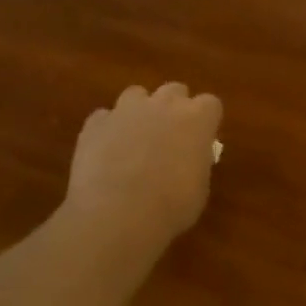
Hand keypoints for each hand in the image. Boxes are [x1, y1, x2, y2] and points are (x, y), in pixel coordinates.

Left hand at [56, 82, 222, 255]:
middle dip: (175, 108)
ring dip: (140, 112)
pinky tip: (108, 152)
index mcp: (197, 119)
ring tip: (136, 139)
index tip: (202, 139)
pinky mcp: (95, 123)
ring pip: (137, 95)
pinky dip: (109, 129)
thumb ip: (197, 162)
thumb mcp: (199, 188)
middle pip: (175, 90)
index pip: (210, 104)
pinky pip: (105, 117)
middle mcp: (163, 105)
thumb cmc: (171, 206)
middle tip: (172, 136)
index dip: (206, 121)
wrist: (117, 215)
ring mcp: (126, 110)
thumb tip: (190, 158)